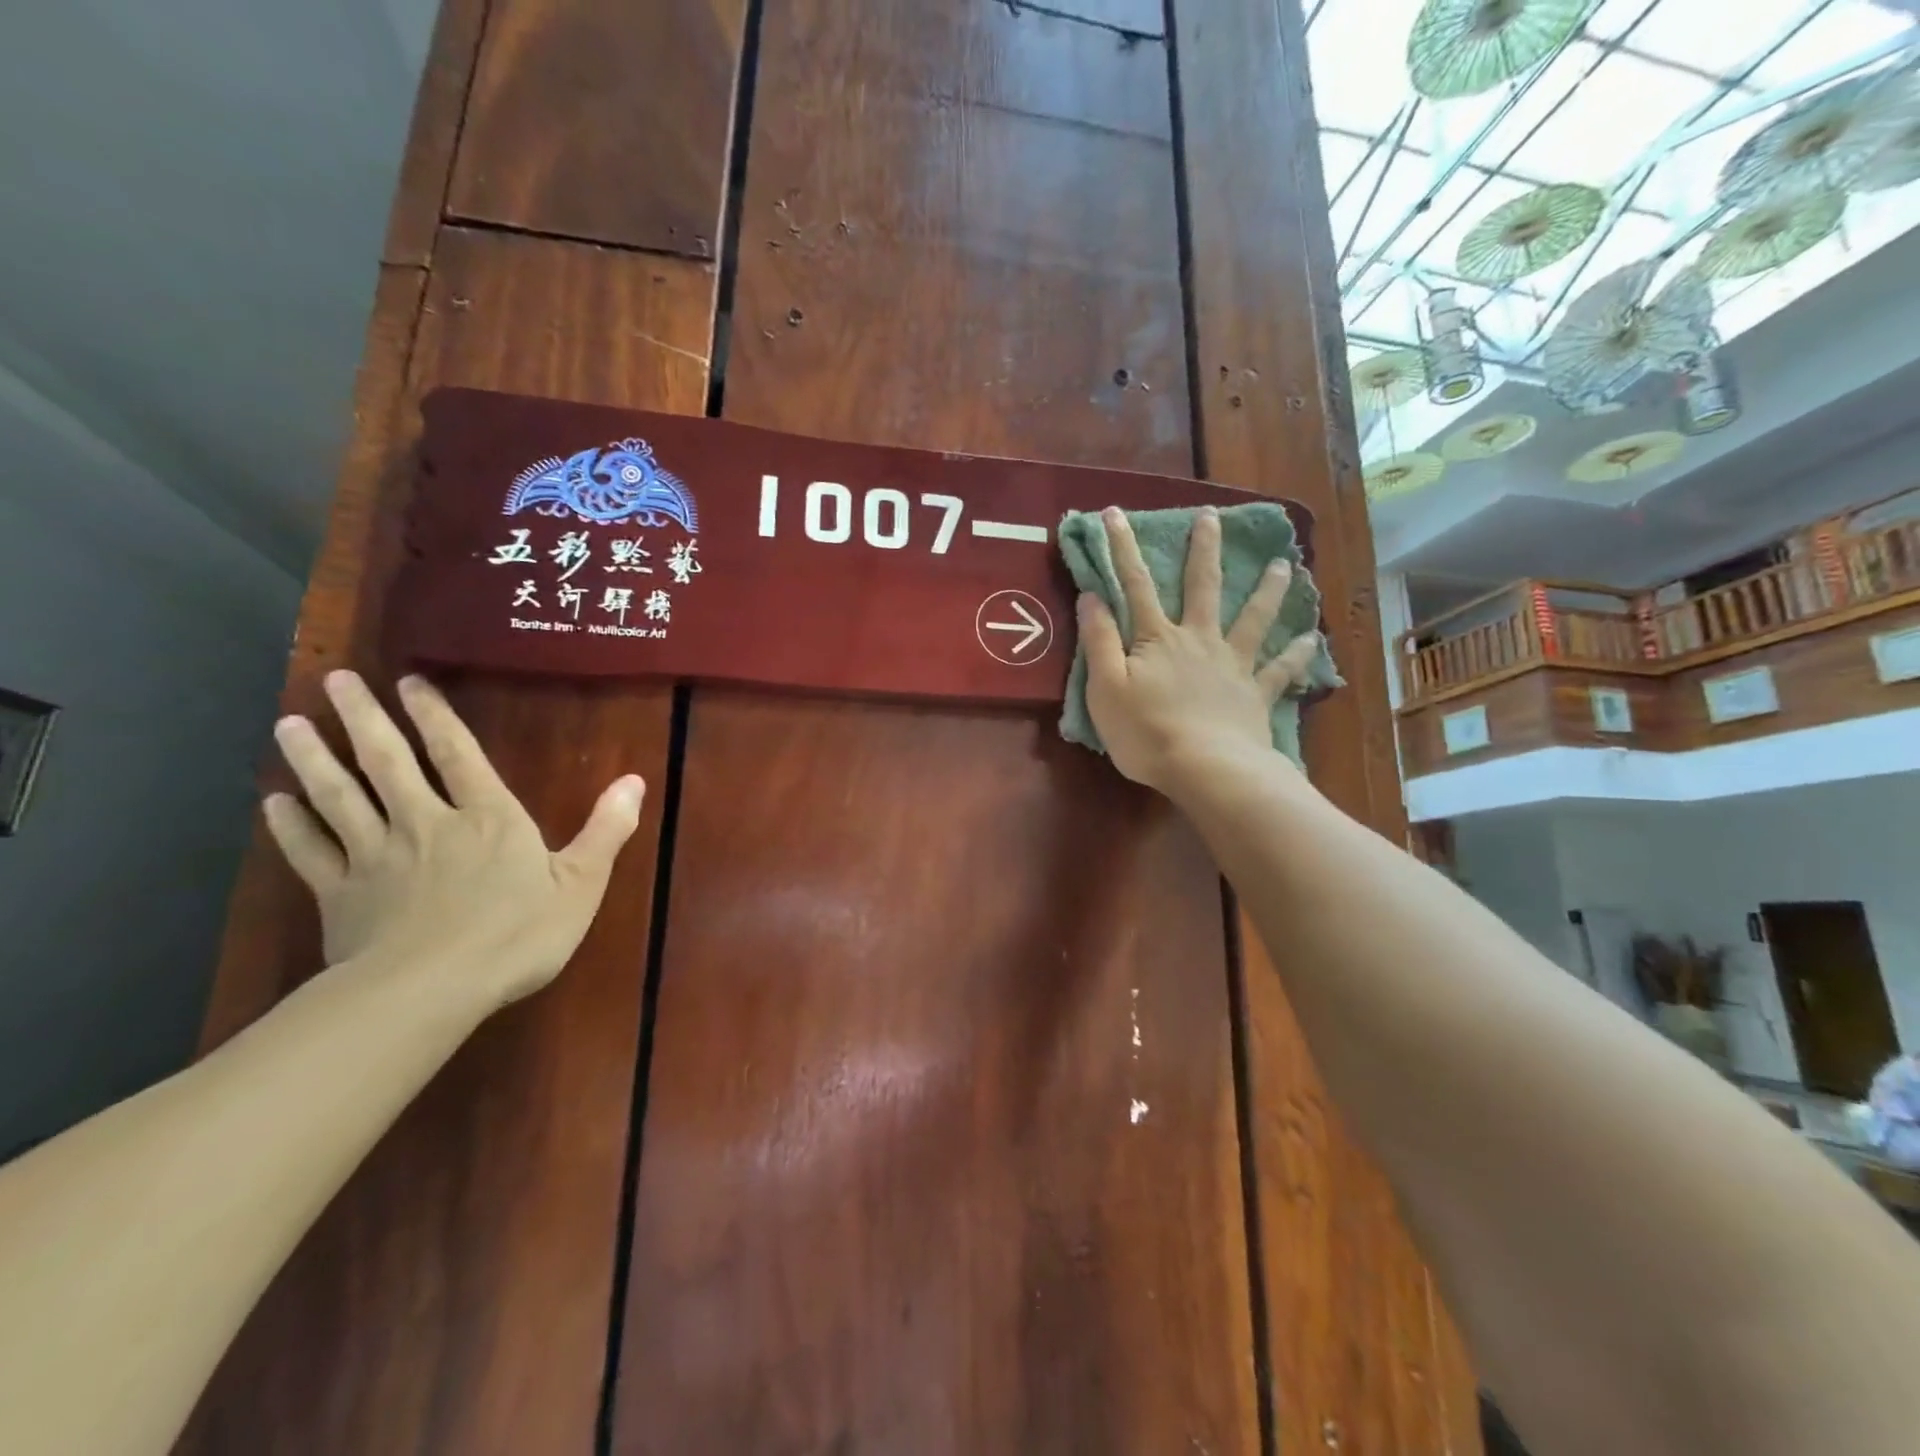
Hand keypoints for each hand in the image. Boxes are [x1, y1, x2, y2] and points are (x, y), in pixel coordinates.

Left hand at [261, 671, 644, 1008]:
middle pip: (388, 763)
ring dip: (315, 759)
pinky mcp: (342, 895)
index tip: (409, 681)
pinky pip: (311, 851)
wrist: (431, 990)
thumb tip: (634, 781)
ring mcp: (377, 857)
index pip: (458, 754)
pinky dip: (291, 825)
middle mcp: (426, 824)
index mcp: (487, 818)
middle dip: (364, 719)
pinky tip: (275, 802)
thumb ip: (606, 830)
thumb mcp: (581, 883)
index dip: (435, 716)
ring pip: (340, 797)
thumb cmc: (518, 934)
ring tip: (290, 724)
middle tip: (336, 680)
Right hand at [1078, 506, 1319, 793]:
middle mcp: (1199, 640)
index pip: (1135, 585)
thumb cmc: (1146, 732)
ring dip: (1267, 590)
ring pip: (1253, 619)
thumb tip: (1092, 595)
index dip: (1122, 548)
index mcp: (1158, 639)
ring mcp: (1232, 665)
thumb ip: (1100, 640)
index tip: (1115, 513)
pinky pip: (1280, 670)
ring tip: (1284, 565)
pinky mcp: (1255, 694)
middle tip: (1212, 517)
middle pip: (1201, 587)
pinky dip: (1296, 654)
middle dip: (1203, 550)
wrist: (1207, 769)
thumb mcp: (1106, 687)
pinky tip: (1311, 639)